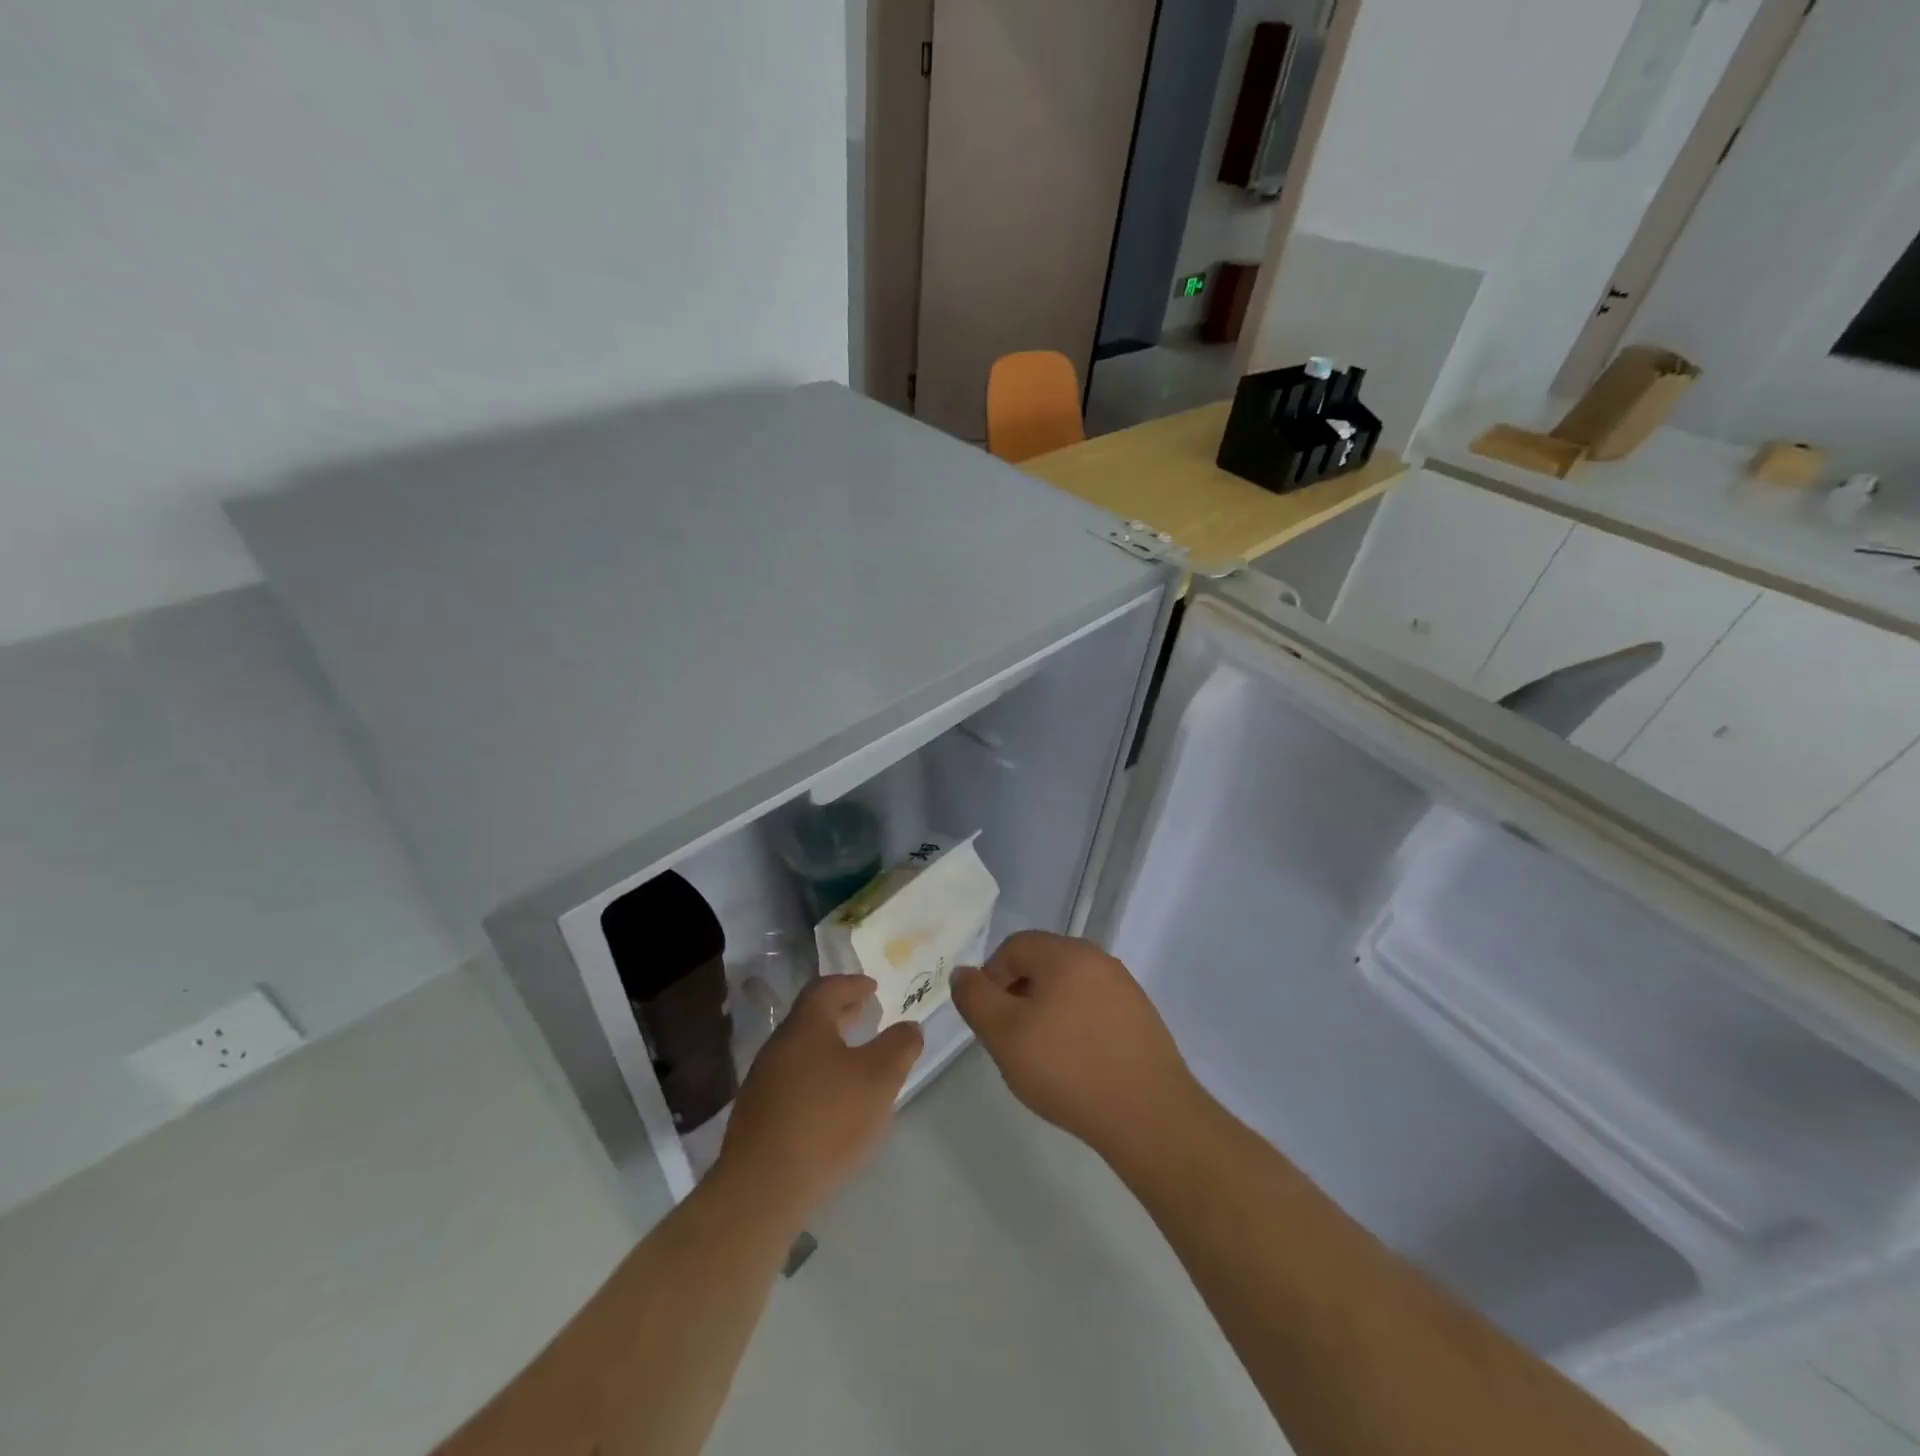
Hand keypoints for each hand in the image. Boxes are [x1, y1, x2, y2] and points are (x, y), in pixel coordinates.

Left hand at [717, 975, 922, 1218]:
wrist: (762, 1189)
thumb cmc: (826, 1120)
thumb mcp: (879, 1079)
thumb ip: (899, 1047)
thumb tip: (910, 1027)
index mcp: (805, 1026)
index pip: (826, 988)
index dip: (852, 984)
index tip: (872, 988)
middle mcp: (779, 1046)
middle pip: (811, 1017)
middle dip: (840, 1012)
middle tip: (865, 1013)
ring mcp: (763, 1082)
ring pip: (801, 1050)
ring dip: (828, 1046)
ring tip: (854, 1059)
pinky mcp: (758, 1116)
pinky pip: (792, 1080)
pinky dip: (816, 1075)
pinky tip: (832, 1100)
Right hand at [951, 930, 1199, 1161]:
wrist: (1148, 1114)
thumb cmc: (1067, 1068)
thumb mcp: (1004, 1035)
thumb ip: (975, 998)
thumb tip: (962, 973)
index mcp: (1065, 953)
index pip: (1014, 947)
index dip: (991, 978)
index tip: (989, 1020)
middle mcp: (1098, 958)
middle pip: (1043, 964)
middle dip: (1018, 995)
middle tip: (1011, 1038)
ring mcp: (1124, 987)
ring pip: (1068, 987)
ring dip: (1047, 1011)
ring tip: (1042, 1055)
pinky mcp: (1141, 1016)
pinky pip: (1094, 1008)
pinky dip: (1076, 1026)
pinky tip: (1075, 1063)